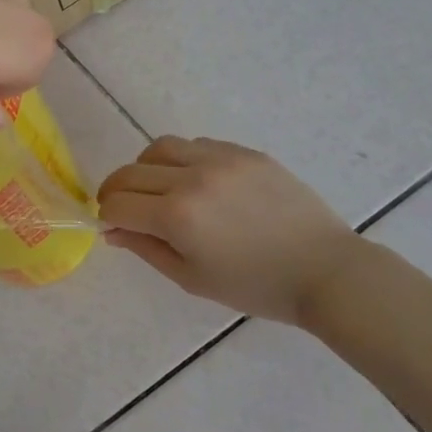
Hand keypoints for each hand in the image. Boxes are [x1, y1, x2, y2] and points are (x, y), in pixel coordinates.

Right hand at [97, 137, 362, 325]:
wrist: (325, 271)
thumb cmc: (255, 286)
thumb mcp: (191, 278)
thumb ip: (145, 249)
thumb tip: (112, 230)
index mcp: (177, 216)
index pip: (117, 204)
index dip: (107, 216)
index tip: (113, 227)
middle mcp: (192, 179)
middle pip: (129, 173)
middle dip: (116, 192)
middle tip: (122, 209)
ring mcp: (221, 160)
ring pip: (159, 148)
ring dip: (145, 168)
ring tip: (156, 189)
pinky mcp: (244, 152)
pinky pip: (196, 145)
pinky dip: (181, 160)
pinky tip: (194, 182)